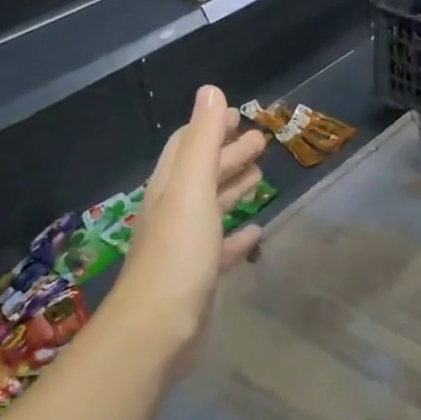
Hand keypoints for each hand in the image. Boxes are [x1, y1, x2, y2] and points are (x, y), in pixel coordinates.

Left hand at [113, 86, 266, 370]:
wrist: (158, 329)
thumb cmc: (178, 253)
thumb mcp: (192, 188)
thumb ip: (202, 141)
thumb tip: (210, 90)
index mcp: (170, 188)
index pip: (186, 146)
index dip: (210, 127)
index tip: (238, 115)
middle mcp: (173, 212)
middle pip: (202, 174)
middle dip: (228, 154)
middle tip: (261, 141)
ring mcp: (185, 246)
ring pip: (212, 207)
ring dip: (234, 187)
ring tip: (261, 176)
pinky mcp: (199, 276)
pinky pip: (221, 246)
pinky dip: (238, 234)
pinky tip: (256, 231)